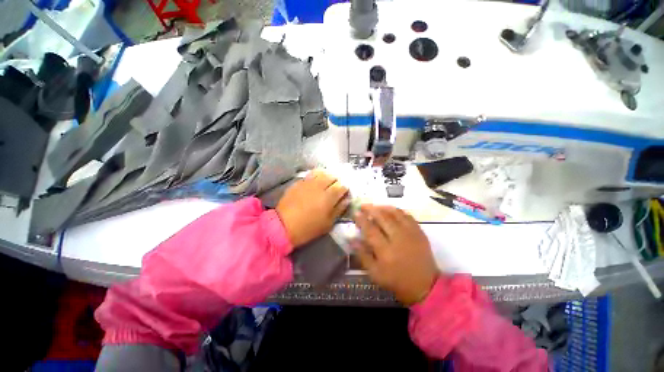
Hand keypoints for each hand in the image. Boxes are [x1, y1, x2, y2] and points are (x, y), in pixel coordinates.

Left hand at [276, 170, 349, 247]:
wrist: (283, 225)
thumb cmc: (308, 228)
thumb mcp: (328, 223)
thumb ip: (339, 209)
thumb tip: (346, 199)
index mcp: (329, 197)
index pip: (342, 186)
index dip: (345, 189)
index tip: (344, 193)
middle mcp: (320, 186)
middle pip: (333, 176)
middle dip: (337, 181)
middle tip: (335, 188)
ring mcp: (308, 182)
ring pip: (322, 172)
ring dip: (327, 177)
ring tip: (326, 183)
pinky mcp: (299, 182)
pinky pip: (311, 174)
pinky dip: (316, 176)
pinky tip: (315, 182)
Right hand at [352, 205, 438, 304]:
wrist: (425, 286)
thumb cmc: (397, 281)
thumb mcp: (375, 273)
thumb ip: (362, 255)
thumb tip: (351, 239)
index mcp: (386, 251)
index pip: (370, 230)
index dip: (361, 220)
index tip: (355, 213)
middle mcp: (398, 238)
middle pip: (382, 218)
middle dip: (371, 209)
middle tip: (363, 206)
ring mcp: (411, 233)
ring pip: (395, 213)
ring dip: (383, 207)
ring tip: (375, 206)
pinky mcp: (419, 232)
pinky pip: (407, 216)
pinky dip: (397, 211)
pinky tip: (391, 211)